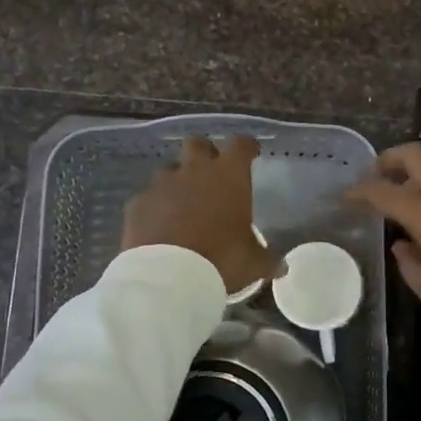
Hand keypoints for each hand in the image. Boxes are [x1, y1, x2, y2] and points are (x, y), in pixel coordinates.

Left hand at [121, 136, 276, 296]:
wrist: (168, 276)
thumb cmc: (221, 259)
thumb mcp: (253, 262)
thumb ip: (267, 259)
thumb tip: (282, 268)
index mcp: (228, 176)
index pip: (241, 145)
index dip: (246, 147)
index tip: (251, 153)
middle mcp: (194, 170)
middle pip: (197, 144)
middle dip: (205, 154)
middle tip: (211, 173)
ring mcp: (161, 184)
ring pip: (169, 170)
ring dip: (178, 181)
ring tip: (183, 204)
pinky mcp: (137, 203)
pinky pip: (148, 198)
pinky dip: (155, 207)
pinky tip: (159, 226)